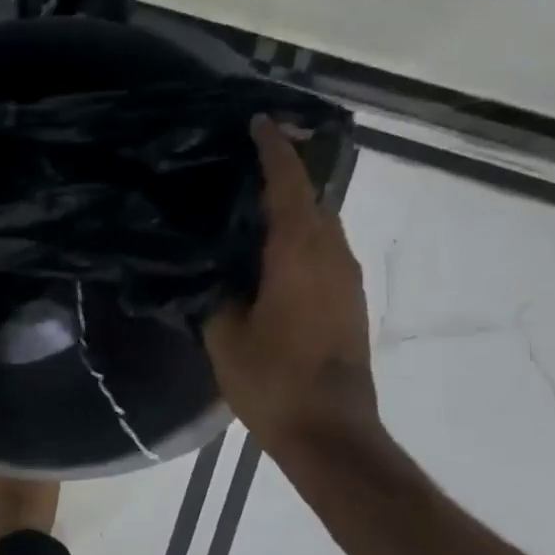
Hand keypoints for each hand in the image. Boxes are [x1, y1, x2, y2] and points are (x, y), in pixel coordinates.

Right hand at [204, 117, 378, 457]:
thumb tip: (206, 267)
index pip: (289, 185)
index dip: (274, 150)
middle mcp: (332, 255)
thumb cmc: (273, 381)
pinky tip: (268, 248)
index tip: (257, 122)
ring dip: (293, 204)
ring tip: (249, 200)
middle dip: (285, 172)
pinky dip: (299, 233)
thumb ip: (214, 292)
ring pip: (322, 223)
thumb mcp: (224, 335)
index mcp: (299, 254)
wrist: (330, 432)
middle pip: (313, 197)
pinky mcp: (348, 299)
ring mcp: (345, 278)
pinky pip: (325, 248)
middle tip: (241, 161)